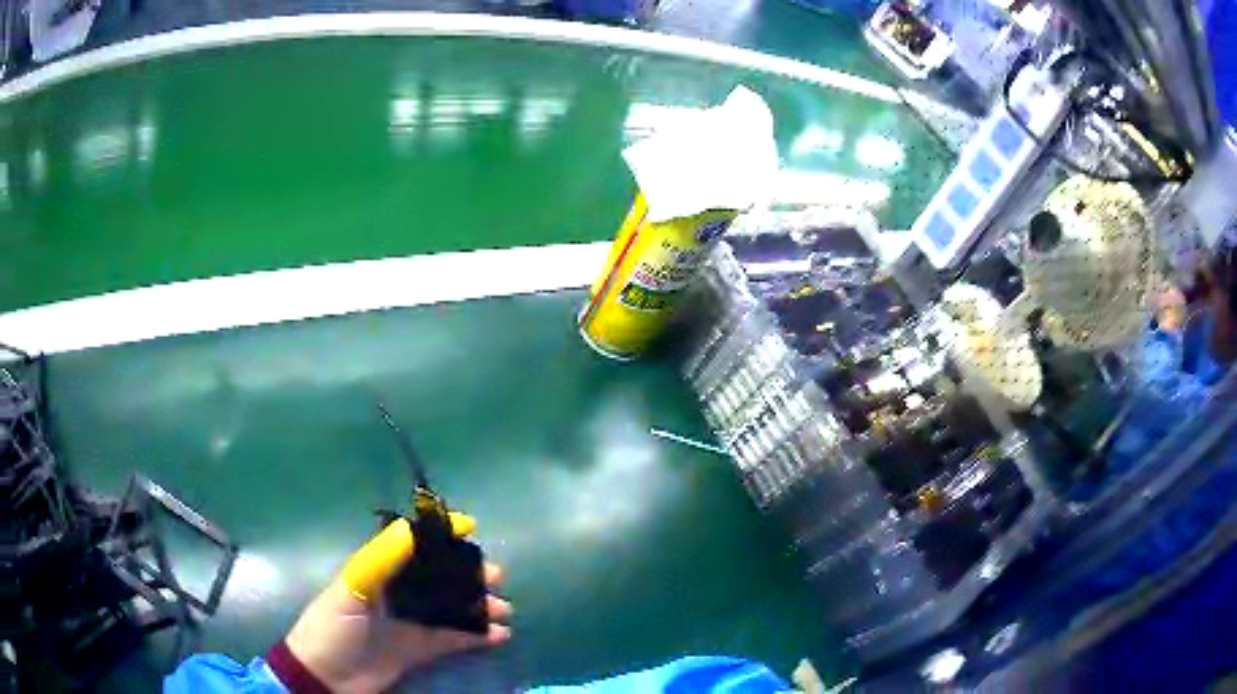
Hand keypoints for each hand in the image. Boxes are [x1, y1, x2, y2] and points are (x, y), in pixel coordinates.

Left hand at [283, 515, 511, 692]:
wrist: (326, 677)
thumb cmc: (332, 628)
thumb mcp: (350, 590)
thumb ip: (379, 562)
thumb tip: (409, 528)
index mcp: (379, 572)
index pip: (413, 546)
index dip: (440, 534)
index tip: (470, 529)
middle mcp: (399, 593)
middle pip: (440, 576)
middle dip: (469, 573)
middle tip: (496, 577)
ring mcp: (412, 622)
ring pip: (453, 607)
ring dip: (479, 605)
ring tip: (503, 609)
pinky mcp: (422, 649)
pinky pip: (455, 638)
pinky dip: (478, 636)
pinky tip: (499, 635)